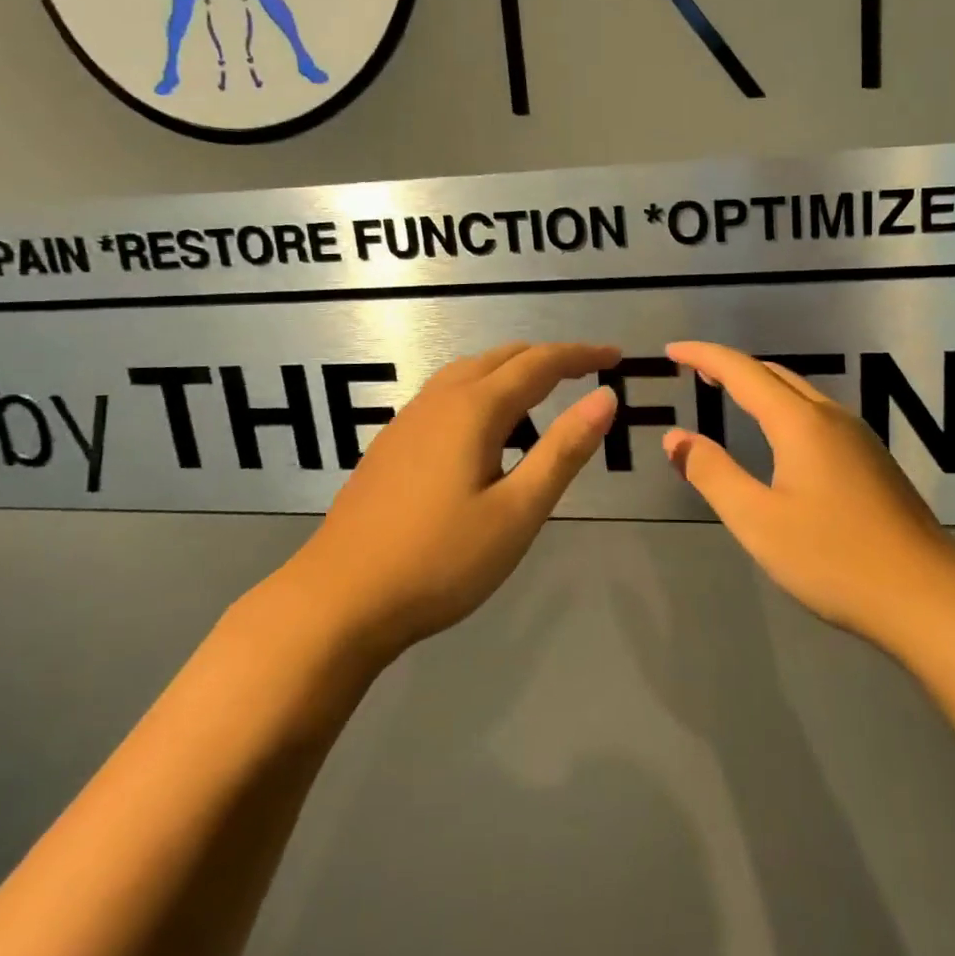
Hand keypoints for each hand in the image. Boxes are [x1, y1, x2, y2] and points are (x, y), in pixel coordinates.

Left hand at [295, 342, 618, 662]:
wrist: (338, 600)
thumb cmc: (440, 560)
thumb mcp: (517, 512)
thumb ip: (564, 451)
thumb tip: (605, 397)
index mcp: (474, 409)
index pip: (540, 363)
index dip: (581, 355)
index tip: (616, 356)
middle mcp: (439, 400)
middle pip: (503, 358)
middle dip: (549, 359)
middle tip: (587, 374)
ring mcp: (408, 419)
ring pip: (470, 372)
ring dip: (512, 373)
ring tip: (543, 401)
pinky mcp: (391, 443)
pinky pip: (447, 395)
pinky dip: (482, 392)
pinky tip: (486, 434)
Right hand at [661, 341, 954, 649]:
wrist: (929, 598)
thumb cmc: (834, 559)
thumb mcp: (758, 521)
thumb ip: (713, 474)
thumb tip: (675, 437)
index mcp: (800, 423)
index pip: (742, 371)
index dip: (704, 355)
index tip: (672, 350)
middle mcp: (831, 417)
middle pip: (774, 374)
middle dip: (731, 367)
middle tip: (695, 372)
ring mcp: (859, 438)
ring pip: (800, 394)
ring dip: (760, 386)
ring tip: (729, 395)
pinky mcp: (873, 462)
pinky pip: (817, 416)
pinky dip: (783, 409)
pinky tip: (779, 439)